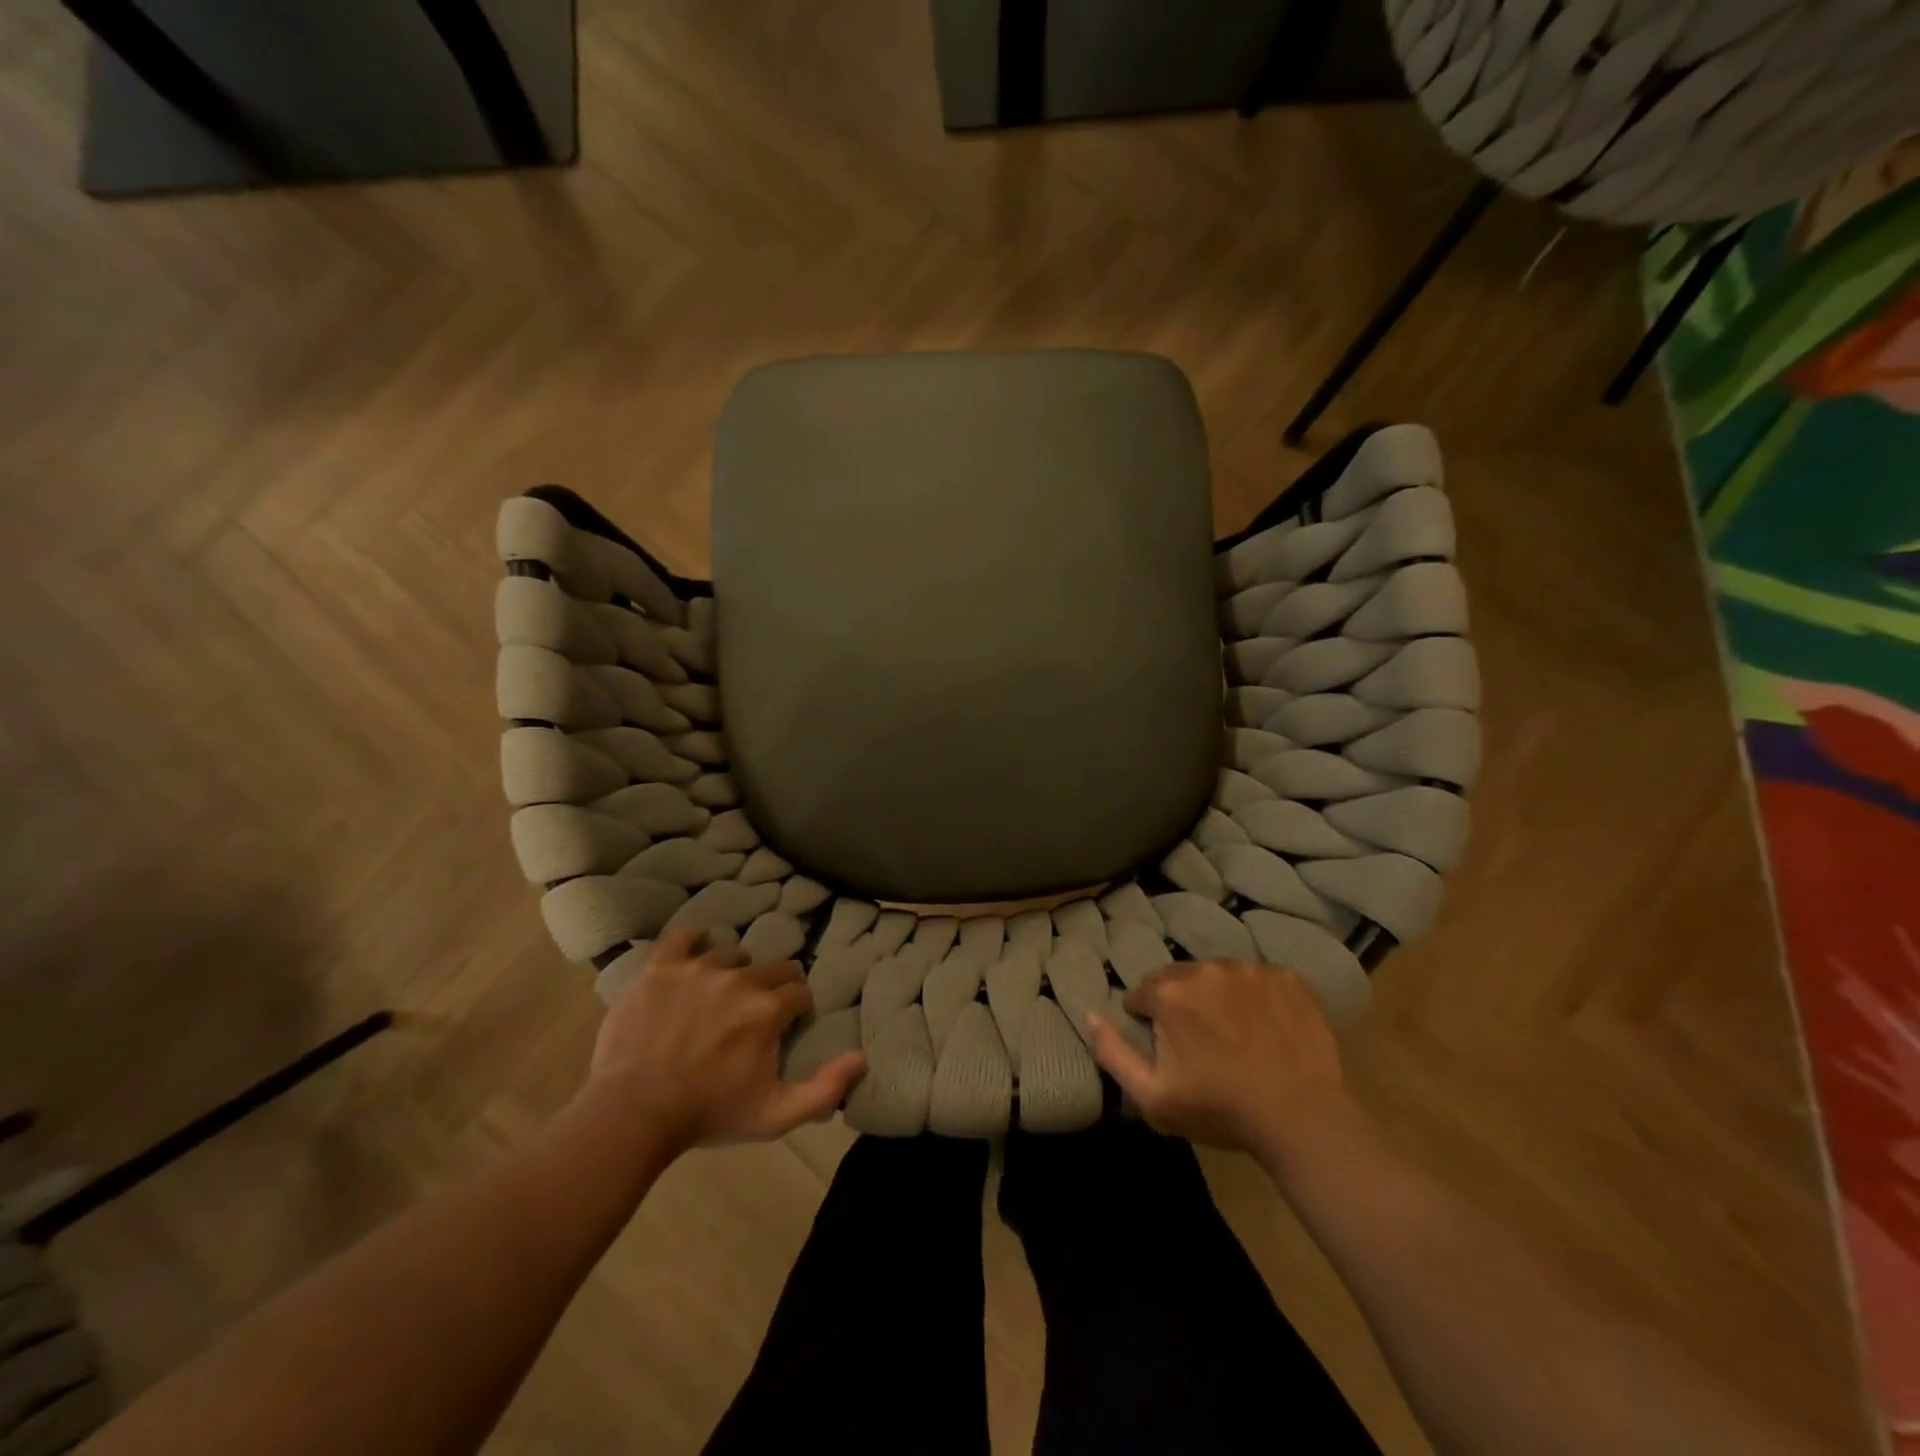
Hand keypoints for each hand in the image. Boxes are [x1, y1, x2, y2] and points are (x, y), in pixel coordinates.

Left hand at [584, 929, 865, 1155]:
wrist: (633, 1113)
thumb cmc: (708, 1115)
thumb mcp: (775, 1116)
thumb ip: (825, 1089)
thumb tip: (862, 1057)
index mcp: (768, 1009)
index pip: (799, 992)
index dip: (796, 1009)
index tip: (785, 1026)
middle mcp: (740, 978)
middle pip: (773, 966)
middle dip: (773, 985)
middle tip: (755, 1011)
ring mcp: (698, 968)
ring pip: (731, 952)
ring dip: (734, 969)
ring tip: (720, 992)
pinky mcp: (661, 967)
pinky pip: (683, 937)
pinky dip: (692, 941)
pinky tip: (694, 953)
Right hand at [1087, 960, 1361, 1163]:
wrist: (1303, 1118)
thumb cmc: (1221, 1109)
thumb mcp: (1153, 1096)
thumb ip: (1112, 1052)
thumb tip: (1088, 1014)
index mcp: (1170, 993)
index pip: (1142, 993)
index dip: (1148, 1020)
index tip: (1166, 1047)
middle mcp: (1206, 969)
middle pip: (1179, 979)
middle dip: (1181, 1003)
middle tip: (1201, 1042)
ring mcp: (1250, 969)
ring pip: (1219, 976)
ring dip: (1218, 997)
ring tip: (1236, 1035)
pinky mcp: (1287, 977)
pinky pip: (1259, 979)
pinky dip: (1256, 997)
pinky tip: (1266, 1028)